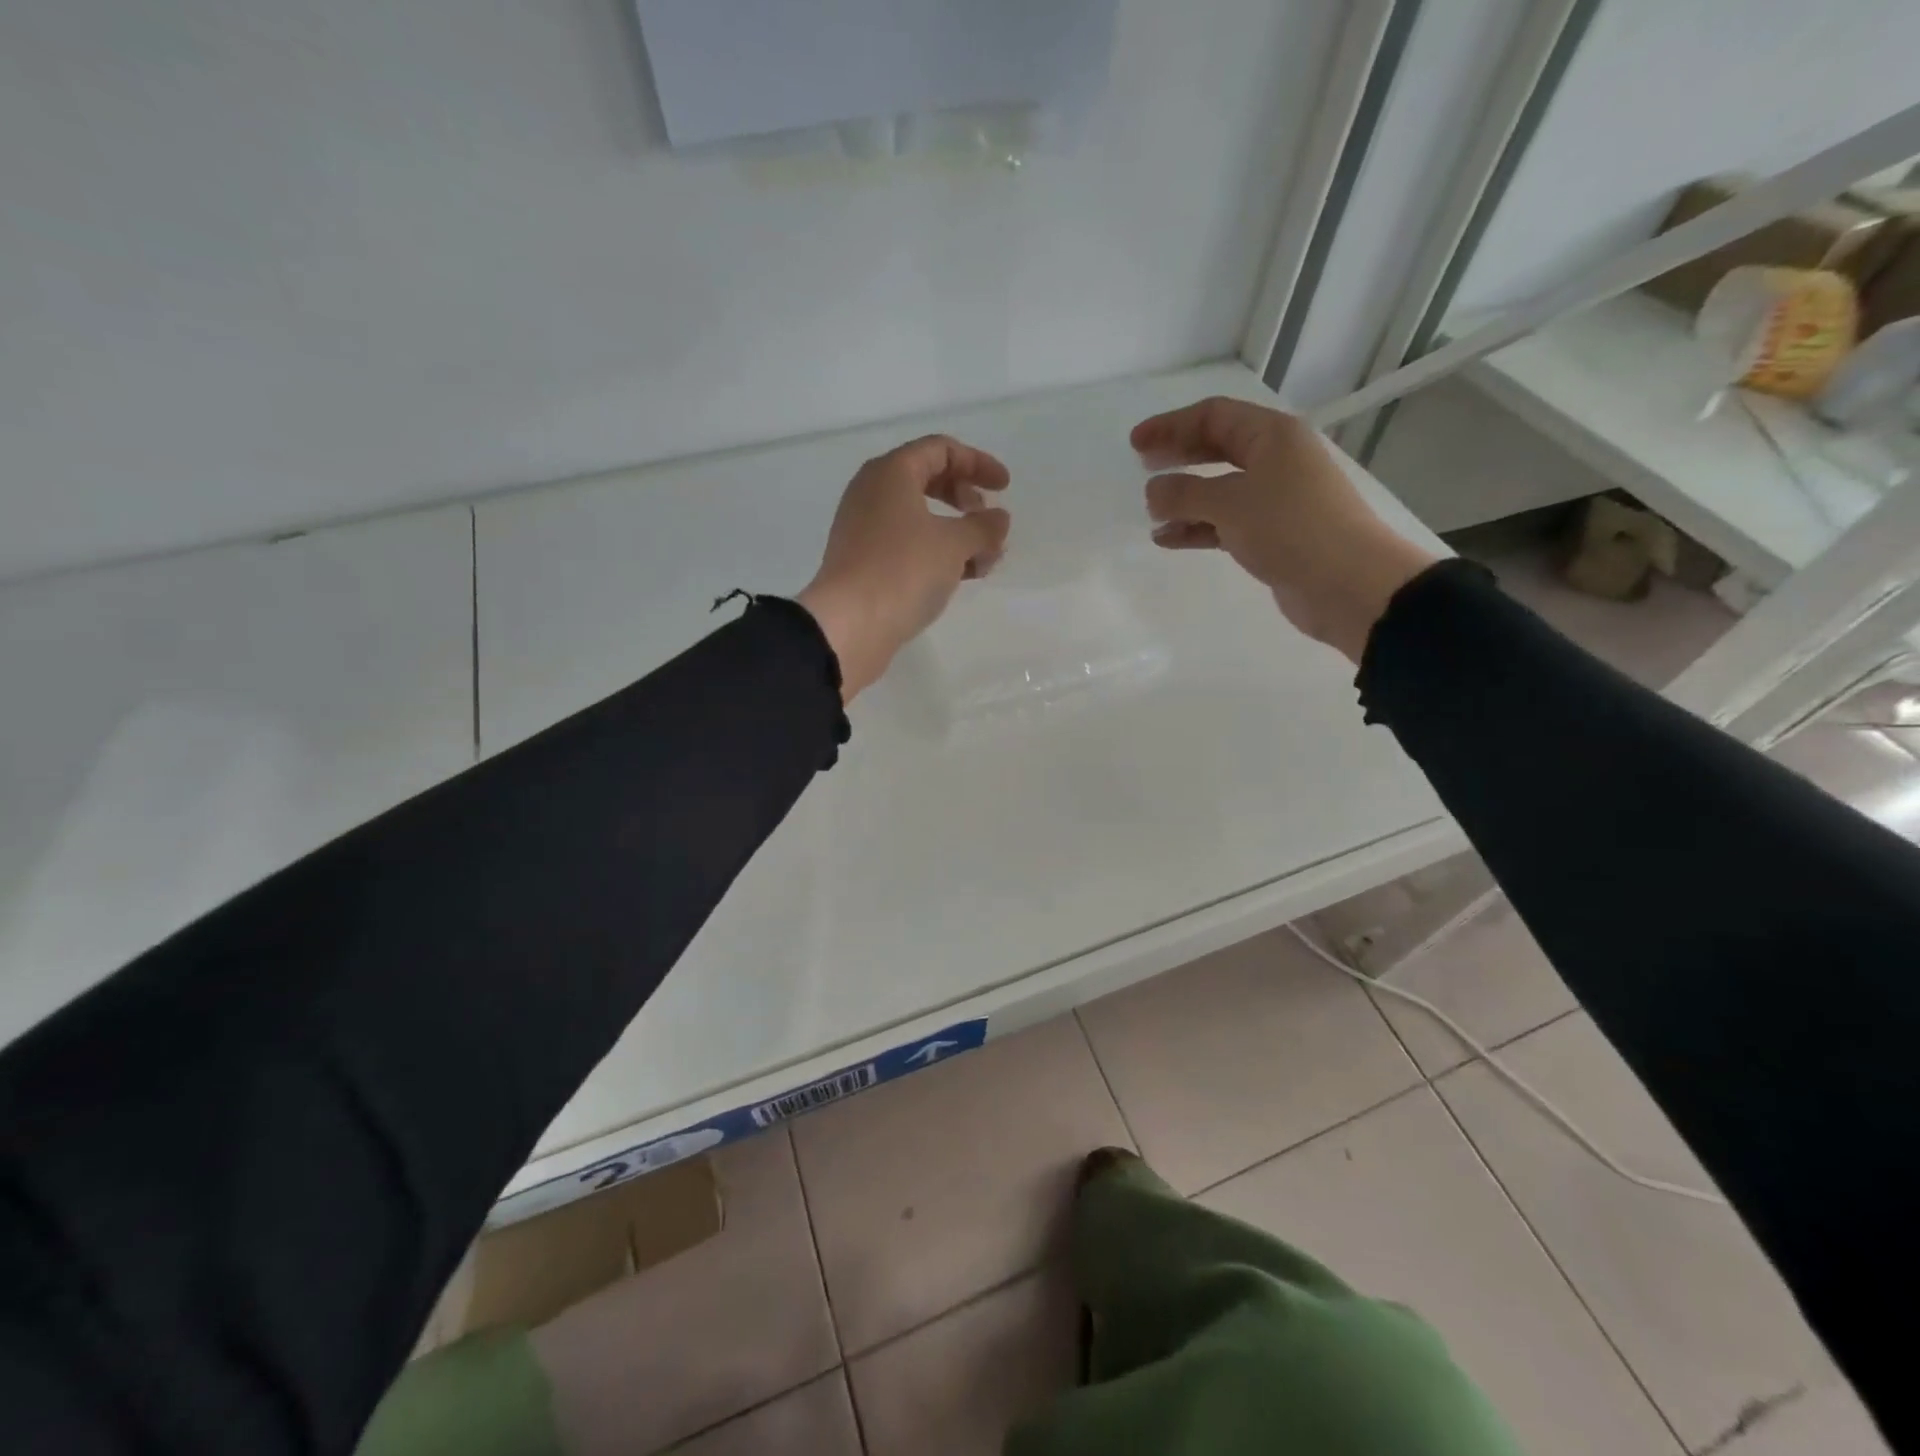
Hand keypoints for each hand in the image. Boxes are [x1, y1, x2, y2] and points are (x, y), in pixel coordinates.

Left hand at [798, 435, 1010, 700]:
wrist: (849, 625)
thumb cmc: (903, 571)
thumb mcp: (955, 544)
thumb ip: (983, 527)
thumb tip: (998, 519)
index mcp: (891, 473)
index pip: (940, 450)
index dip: (978, 463)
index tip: (1005, 488)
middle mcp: (873, 493)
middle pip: (929, 481)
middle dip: (966, 501)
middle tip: (989, 525)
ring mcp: (865, 529)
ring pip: (921, 519)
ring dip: (958, 534)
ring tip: (986, 561)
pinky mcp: (865, 562)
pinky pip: (908, 546)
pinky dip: (937, 554)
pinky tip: (962, 577)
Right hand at [1132, 397, 1436, 662]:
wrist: (1348, 583)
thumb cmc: (1290, 528)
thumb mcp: (1231, 503)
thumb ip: (1184, 493)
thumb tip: (1152, 492)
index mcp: (1272, 436)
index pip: (1214, 416)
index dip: (1171, 425)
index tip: (1136, 444)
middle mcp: (1275, 460)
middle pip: (1217, 448)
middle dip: (1178, 456)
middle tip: (1142, 467)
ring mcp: (1275, 499)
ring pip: (1219, 489)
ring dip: (1184, 498)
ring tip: (1151, 512)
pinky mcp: (1272, 535)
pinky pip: (1224, 523)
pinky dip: (1197, 528)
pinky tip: (1169, 538)